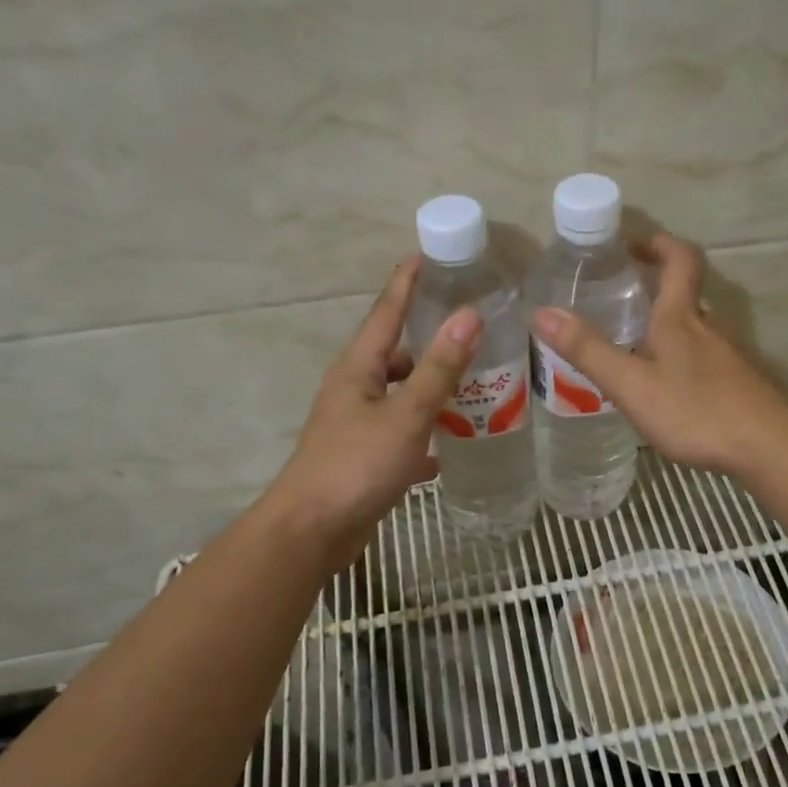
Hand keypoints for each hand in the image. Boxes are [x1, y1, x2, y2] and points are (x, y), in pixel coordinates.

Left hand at [262, 258, 478, 569]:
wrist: (313, 530)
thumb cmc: (357, 465)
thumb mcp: (406, 414)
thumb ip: (439, 368)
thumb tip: (469, 316)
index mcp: (357, 369)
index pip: (385, 313)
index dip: (406, 284)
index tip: (426, 256)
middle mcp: (353, 391)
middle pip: (395, 356)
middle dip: (429, 343)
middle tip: (471, 332)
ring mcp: (356, 426)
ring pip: (400, 397)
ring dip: (431, 390)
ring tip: (474, 386)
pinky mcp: (363, 459)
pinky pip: (401, 434)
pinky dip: (425, 434)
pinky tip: (451, 444)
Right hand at [530, 233, 787, 479]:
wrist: (766, 445)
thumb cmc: (695, 410)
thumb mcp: (631, 384)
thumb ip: (589, 351)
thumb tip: (541, 312)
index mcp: (680, 318)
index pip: (679, 260)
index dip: (658, 244)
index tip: (633, 246)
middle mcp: (709, 328)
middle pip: (687, 293)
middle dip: (657, 287)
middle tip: (623, 298)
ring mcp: (729, 356)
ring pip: (697, 329)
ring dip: (670, 326)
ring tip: (637, 347)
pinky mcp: (740, 383)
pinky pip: (707, 359)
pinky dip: (685, 359)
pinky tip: (671, 389)